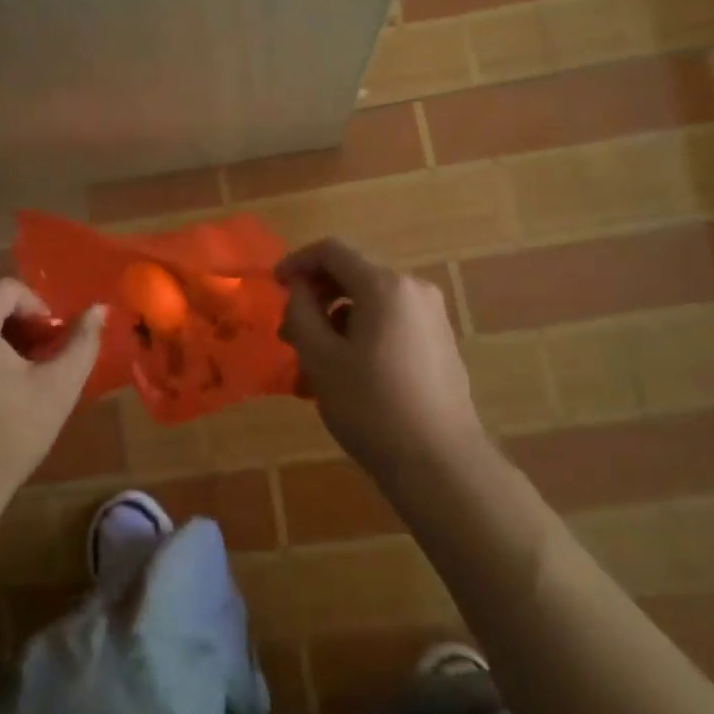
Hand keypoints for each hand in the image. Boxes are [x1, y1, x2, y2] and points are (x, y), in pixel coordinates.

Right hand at [277, 238, 484, 495]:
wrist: (440, 463)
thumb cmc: (371, 406)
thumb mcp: (320, 358)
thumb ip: (301, 312)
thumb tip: (298, 290)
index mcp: (385, 285)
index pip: (332, 251)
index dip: (296, 262)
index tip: (273, 287)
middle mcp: (413, 290)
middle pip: (352, 275)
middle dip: (315, 297)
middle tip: (288, 333)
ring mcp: (431, 317)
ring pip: (369, 303)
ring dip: (334, 321)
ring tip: (311, 363)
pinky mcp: (439, 344)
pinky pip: (390, 324)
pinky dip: (360, 335)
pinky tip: (344, 375)